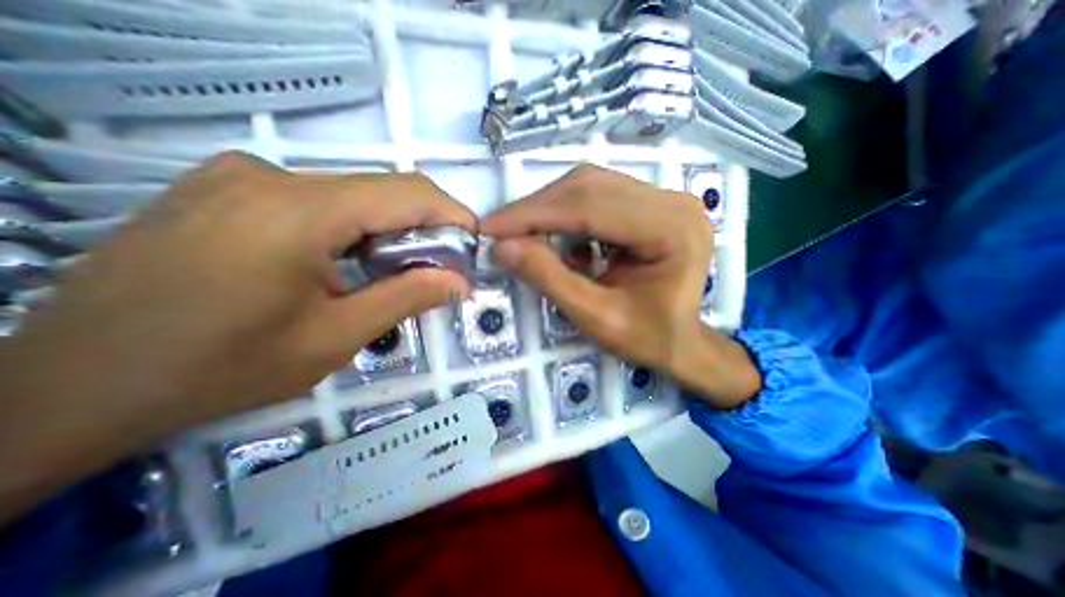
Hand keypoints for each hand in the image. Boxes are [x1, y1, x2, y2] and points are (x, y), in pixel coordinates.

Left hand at [0, 152, 474, 521]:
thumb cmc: (219, 368)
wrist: (69, 384)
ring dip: (386, 230)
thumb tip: (460, 282)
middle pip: (380, 191)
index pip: (406, 192)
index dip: (452, 213)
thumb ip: (406, 298)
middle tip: (440, 267)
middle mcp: (270, 176)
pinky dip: (352, 228)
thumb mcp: (334, 338)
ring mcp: (241, 176)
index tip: (474, 242)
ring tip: (394, 272)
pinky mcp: (226, 188)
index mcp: (298, 211)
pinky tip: (345, 262)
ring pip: (351, 195)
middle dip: (423, 227)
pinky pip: (317, 200)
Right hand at [480, 163, 761, 406]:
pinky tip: (554, 237)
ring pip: (590, 186)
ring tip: (520, 233)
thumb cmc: (648, 338)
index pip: (591, 206)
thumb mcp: (596, 318)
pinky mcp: (650, 205)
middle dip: (537, 209)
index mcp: (671, 229)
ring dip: (548, 209)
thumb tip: (502, 247)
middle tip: (500, 230)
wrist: (682, 342)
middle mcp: (672, 201)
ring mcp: (663, 199)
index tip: (491, 228)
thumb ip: (550, 279)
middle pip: (589, 187)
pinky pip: (597, 196)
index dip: (534, 214)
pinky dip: (566, 214)